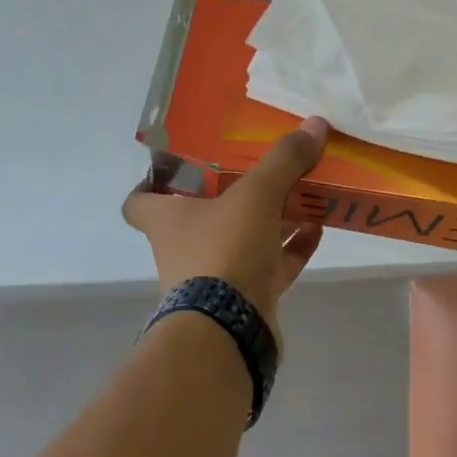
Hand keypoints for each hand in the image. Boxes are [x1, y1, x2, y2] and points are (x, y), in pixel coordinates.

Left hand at [123, 116, 329, 347]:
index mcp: (167, 220)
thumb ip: (283, 160)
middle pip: (202, 216)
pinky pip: (270, 266)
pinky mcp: (244, 300)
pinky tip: (317, 228)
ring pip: (241, 240)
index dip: (153, 182)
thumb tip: (314, 124)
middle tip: (262, 170)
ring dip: (269, 221)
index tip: (180, 165)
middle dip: (233, 195)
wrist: (230, 332)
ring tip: (302, 194)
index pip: (139, 200)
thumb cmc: (224, 251)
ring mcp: (214, 278)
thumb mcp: (256, 195)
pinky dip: (291, 248)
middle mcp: (184, 248)